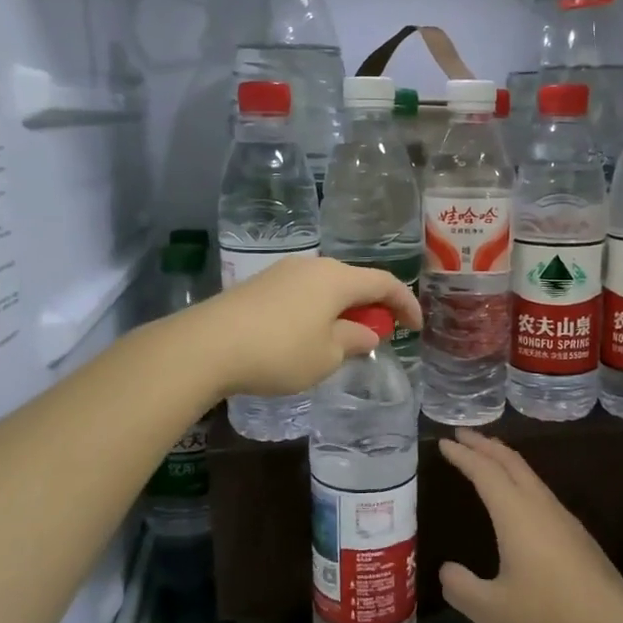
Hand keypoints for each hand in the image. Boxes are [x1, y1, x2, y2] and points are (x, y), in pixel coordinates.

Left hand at [187, 256, 421, 398]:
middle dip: (372, 306)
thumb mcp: (327, 356)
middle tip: (378, 334)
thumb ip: (353, 340)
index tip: (416, 327)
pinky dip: (317, 311)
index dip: (406, 303)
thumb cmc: (279, 351)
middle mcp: (312, 266)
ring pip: (326, 287)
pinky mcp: (259, 285)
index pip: (385, 283)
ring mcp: (282, 272)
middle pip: (354, 281)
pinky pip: (302, 294)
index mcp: (337, 278)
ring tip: (342, 339)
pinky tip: (307, 336)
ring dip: (342, 310)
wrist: (207, 345)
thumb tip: (365, 332)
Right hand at [437, 429, 622, 622]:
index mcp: (516, 515)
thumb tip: (447, 570)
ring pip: (530, 476)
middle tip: (462, 434)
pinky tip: (519, 500)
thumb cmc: (550, 618)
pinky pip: (541, 493)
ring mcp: (564, 520)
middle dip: (485, 445)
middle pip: (511, 462)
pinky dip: (521, 481)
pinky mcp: (578, 537)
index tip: (444, 441)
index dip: (463, 455)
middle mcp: (541, 507)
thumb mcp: (492, 610)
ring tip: (487, 458)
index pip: (485, 472)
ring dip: (505, 461)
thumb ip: (462, 588)